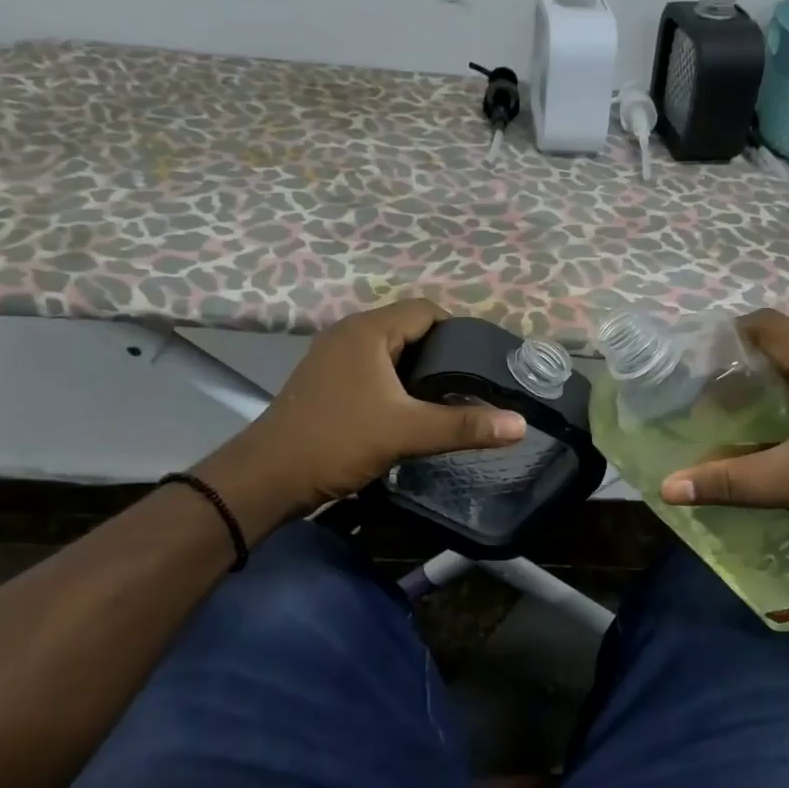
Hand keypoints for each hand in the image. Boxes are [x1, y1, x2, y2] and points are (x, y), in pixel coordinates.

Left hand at [197, 301, 526, 527]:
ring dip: (418, 370)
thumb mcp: (407, 432)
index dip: (460, 332)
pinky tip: (411, 410)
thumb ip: (464, 426)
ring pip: (390, 351)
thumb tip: (519, 425)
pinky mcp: (327, 381)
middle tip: (472, 385)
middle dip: (442, 353)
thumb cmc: (338, 441)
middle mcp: (349, 333)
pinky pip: (373, 369)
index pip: (426, 310)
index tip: (484, 363)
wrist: (269, 477)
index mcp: (368, 330)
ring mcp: (333, 357)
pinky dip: (396, 382)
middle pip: (409, 329)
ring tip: (449, 399)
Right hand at [658, 310, 788, 577]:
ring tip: (725, 412)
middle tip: (701, 390)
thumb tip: (667, 486)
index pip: (770, 325)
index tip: (694, 359)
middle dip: (740, 365)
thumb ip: (727, 480)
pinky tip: (766, 435)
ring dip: (764, 387)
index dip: (729, 335)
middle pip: (784, 347)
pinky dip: (786, 406)